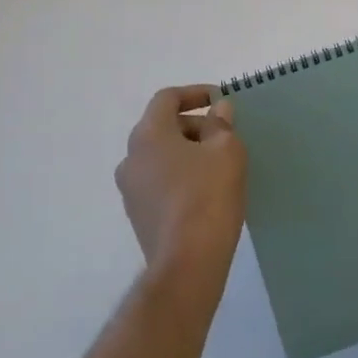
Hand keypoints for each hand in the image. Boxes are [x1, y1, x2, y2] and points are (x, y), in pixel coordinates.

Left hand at [116, 86, 247, 293]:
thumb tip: (218, 110)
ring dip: (186, 152)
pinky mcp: (137, 215)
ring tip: (218, 164)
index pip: (166, 98)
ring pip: (160, 156)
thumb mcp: (226, 151)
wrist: (188, 263)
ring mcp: (130, 189)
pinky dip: (179, 176)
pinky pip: (159, 182)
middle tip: (224, 136)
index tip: (220, 101)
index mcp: (148, 134)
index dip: (194, 93)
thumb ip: (221, 124)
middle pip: (162, 127)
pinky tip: (205, 191)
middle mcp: (131, 157)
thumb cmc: (208, 196)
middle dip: (194, 125)